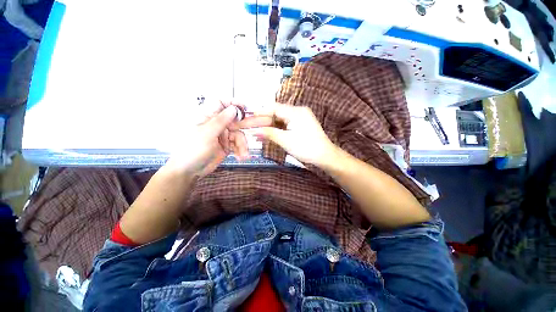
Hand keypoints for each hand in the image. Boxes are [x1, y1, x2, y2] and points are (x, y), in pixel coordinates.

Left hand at [164, 101, 249, 177]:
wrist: (189, 171)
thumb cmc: (192, 150)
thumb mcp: (207, 134)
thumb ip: (221, 121)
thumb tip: (233, 108)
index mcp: (207, 116)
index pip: (221, 103)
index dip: (233, 103)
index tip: (244, 108)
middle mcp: (216, 124)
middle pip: (234, 120)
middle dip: (242, 128)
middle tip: (249, 133)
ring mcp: (222, 136)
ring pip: (238, 134)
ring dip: (242, 144)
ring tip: (243, 154)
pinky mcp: (227, 146)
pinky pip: (238, 144)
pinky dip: (241, 150)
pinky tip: (241, 156)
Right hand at [233, 103, 335, 165]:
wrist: (324, 156)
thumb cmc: (306, 148)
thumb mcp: (286, 140)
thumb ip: (269, 133)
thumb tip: (253, 131)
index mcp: (296, 112)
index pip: (273, 108)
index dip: (259, 112)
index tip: (247, 116)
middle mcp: (297, 112)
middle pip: (275, 114)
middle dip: (262, 121)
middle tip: (248, 127)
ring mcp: (299, 119)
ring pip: (279, 121)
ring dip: (268, 127)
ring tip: (254, 133)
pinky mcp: (299, 126)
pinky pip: (284, 126)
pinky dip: (275, 131)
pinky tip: (265, 135)